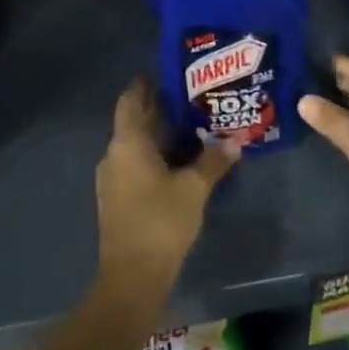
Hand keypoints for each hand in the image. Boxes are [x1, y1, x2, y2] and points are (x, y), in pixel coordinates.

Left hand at [95, 79, 236, 283]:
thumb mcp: (194, 188)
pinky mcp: (119, 198)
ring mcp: (113, 178)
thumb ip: (214, 160)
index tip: (170, 73)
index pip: (132, 100)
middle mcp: (115, 154)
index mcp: (127, 143)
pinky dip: (157, 156)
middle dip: (161, 109)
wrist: (132, 277)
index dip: (147, 84)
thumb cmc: (161, 222)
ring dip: (161, 135)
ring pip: (137, 145)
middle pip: (135, 121)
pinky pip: (137, 164)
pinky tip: (182, 161)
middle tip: (194, 97)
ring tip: (195, 127)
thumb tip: (235, 139)